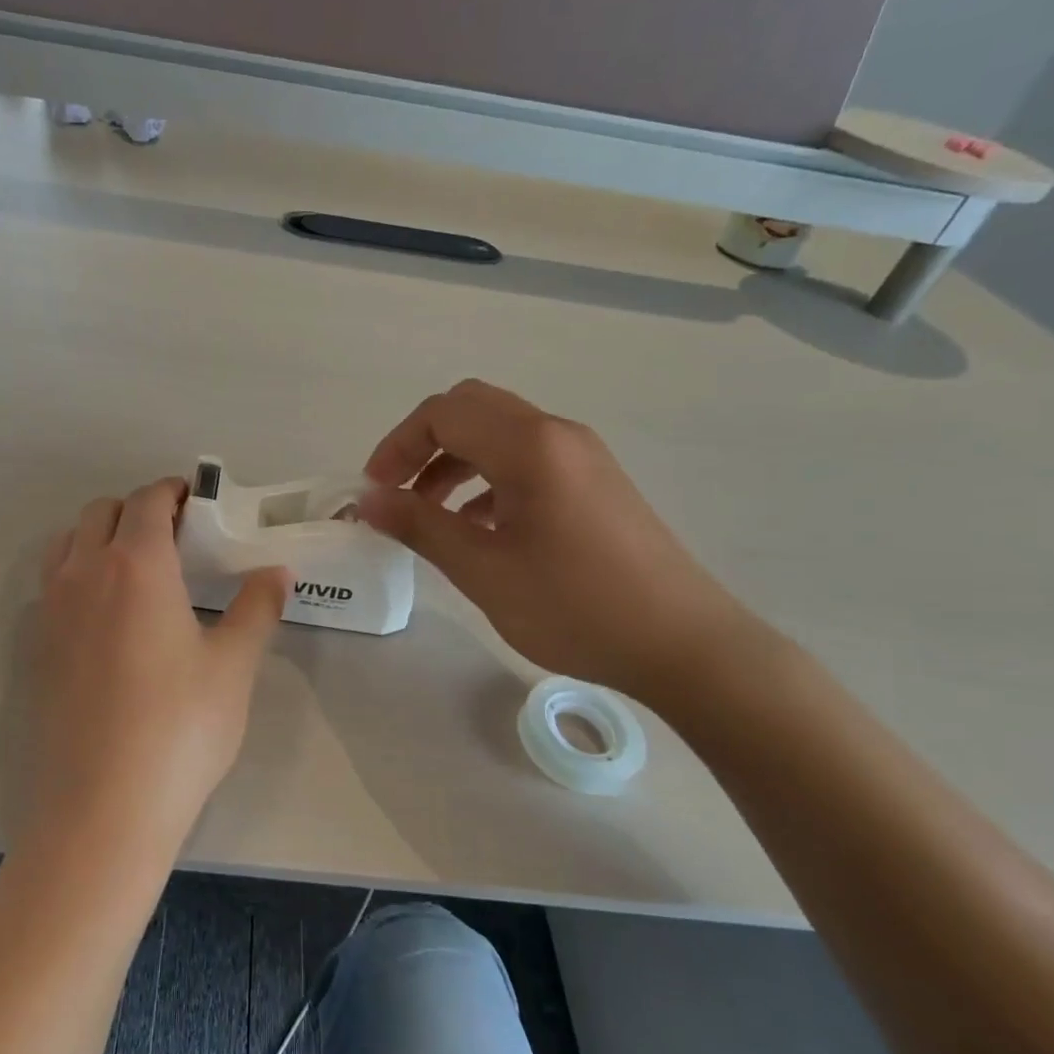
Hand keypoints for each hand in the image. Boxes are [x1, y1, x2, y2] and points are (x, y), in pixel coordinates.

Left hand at [29, 477, 288, 854]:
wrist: (100, 811)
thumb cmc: (179, 731)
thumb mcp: (232, 667)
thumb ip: (256, 608)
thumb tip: (278, 572)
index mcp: (136, 566)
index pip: (148, 501)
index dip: (173, 492)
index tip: (197, 502)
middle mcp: (84, 574)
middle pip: (102, 512)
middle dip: (138, 510)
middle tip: (175, 538)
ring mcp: (50, 611)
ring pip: (68, 544)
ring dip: (100, 537)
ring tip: (136, 570)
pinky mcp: (33, 648)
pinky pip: (51, 585)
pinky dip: (77, 575)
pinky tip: (105, 618)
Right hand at [359, 380, 761, 703]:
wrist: (684, 644)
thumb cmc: (576, 607)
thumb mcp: (484, 571)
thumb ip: (421, 526)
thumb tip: (368, 500)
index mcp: (530, 445)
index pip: (443, 414)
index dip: (397, 446)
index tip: (374, 492)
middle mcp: (557, 434)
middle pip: (471, 409)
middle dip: (423, 444)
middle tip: (397, 492)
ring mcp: (582, 455)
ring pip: (500, 433)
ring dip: (455, 461)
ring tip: (430, 514)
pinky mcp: (595, 482)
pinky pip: (528, 459)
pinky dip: (488, 479)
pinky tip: (478, 527)